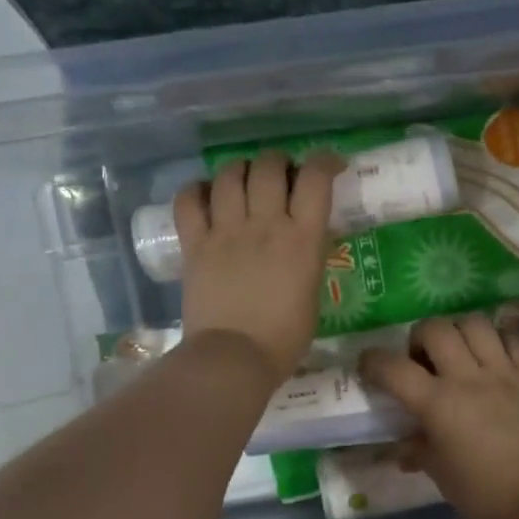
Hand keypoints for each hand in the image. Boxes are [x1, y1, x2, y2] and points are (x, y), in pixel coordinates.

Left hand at [176, 151, 339, 381]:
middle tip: (280, 174)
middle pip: (268, 166)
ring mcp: (226, 232)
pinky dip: (197, 190)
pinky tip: (205, 195)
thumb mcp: (312, 292)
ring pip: (229, 175)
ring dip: (240, 169)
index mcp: (302, 238)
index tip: (330, 165)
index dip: (324, 161)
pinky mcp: (195, 244)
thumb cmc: (284, 337)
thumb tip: (301, 240)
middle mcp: (265, 224)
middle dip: (278, 161)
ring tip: (243, 180)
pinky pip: (189, 201)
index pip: (315, 178)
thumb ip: (307, 257)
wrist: (234, 358)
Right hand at [360, 314, 518, 518]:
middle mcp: (468, 377)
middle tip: (422, 358)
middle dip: (420, 336)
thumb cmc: (488, 495)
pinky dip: (499, 340)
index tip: (368, 366)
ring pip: (476, 324)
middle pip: (436, 329)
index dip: (373, 362)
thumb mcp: (444, 477)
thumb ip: (421, 452)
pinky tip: (496, 355)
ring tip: (459, 350)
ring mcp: (505, 372)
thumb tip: (405, 447)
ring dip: (459, 331)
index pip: (393, 368)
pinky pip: (514, 339)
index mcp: (438, 404)